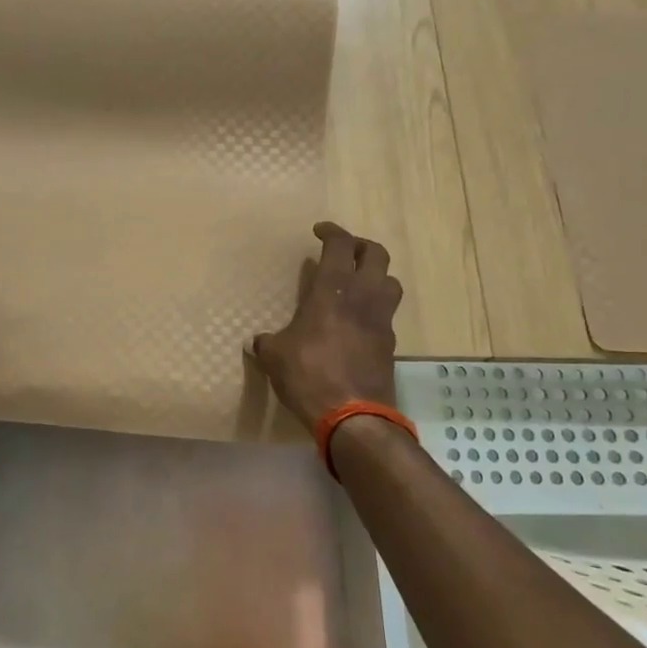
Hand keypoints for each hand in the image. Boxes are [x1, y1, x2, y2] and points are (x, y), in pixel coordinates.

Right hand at [250, 222, 401, 430]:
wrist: (352, 416)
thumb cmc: (309, 375)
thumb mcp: (275, 356)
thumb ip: (266, 342)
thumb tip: (255, 342)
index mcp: (332, 290)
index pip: (340, 245)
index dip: (332, 231)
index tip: (320, 231)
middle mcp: (363, 297)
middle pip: (377, 254)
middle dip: (361, 246)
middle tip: (344, 251)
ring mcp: (381, 320)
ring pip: (391, 282)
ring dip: (376, 276)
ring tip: (357, 284)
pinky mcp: (390, 344)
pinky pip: (387, 314)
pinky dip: (375, 309)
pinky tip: (357, 322)